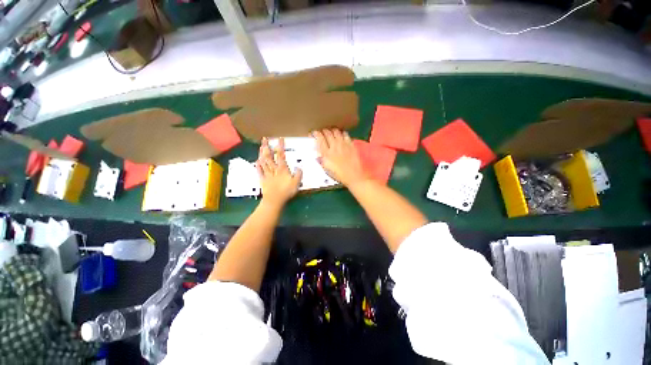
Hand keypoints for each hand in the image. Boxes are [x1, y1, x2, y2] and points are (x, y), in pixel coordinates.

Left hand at [256, 137, 302, 206]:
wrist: (275, 200)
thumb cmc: (286, 191)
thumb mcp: (296, 182)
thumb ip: (298, 174)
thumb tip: (298, 166)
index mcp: (282, 169)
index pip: (281, 155)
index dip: (280, 146)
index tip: (280, 139)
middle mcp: (274, 169)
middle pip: (269, 156)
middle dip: (267, 147)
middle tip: (264, 139)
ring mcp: (267, 174)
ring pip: (263, 162)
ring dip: (261, 154)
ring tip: (261, 147)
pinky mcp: (263, 180)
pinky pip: (259, 171)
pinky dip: (258, 166)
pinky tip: (256, 161)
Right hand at [312, 129, 367, 187]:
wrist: (353, 175)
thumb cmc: (339, 175)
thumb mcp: (327, 169)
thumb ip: (321, 160)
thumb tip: (317, 155)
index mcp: (326, 153)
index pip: (319, 139)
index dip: (316, 134)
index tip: (314, 133)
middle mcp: (334, 146)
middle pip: (327, 133)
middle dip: (324, 131)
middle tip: (323, 132)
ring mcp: (343, 144)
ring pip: (336, 132)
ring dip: (333, 131)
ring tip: (332, 132)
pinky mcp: (350, 144)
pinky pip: (346, 134)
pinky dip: (342, 133)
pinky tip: (342, 135)